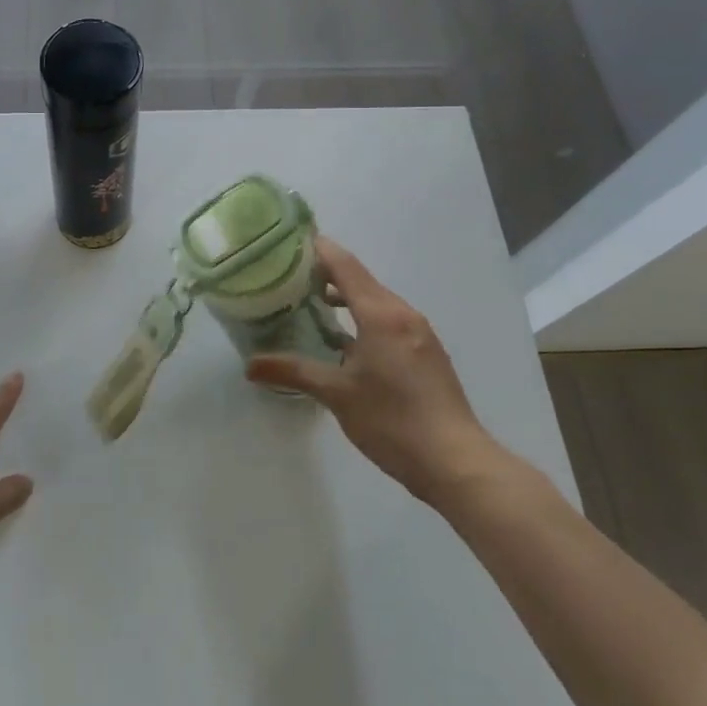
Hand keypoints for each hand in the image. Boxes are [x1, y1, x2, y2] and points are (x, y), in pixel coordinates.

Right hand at [246, 237, 501, 505]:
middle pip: (360, 279)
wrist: (456, 462)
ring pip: (375, 300)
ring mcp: (419, 332)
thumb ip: (293, 372)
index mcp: (381, 314)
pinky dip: (362, 317)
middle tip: (286, 278)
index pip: (344, 265)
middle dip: (324, 274)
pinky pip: (388, 320)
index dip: (317, 249)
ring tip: (308, 306)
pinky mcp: (426, 352)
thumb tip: (250, 366)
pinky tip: (344, 341)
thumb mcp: (337, 395)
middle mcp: (403, 313)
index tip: (287, 244)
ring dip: (344, 297)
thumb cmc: (392, 421)